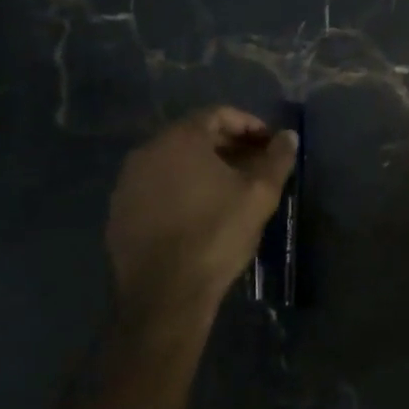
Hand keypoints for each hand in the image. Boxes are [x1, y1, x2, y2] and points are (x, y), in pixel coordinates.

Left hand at [106, 107, 297, 339]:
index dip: (249, 125)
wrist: (165, 294)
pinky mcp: (119, 211)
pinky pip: (156, 186)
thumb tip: (289, 136)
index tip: (269, 144)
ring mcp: (128, 182)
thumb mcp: (259, 195)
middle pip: (194, 136)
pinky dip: (180, 188)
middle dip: (228, 145)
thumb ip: (277, 159)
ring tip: (230, 188)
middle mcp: (148, 151)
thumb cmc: (216, 234)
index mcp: (181, 139)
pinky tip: (199, 211)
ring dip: (203, 167)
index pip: (218, 114)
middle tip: (255, 165)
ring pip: (173, 161)